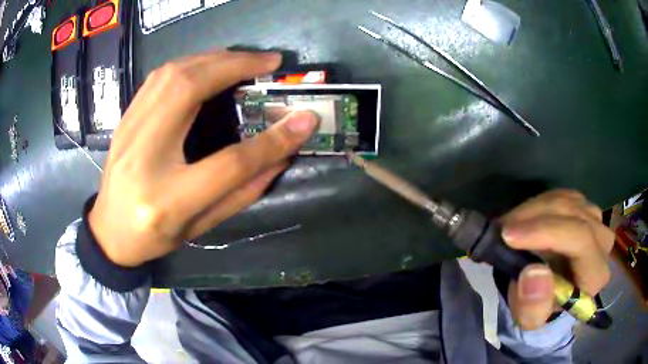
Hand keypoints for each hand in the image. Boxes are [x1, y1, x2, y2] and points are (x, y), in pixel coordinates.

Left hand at [88, 51, 319, 266]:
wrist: (108, 233)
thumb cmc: (155, 238)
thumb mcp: (201, 227)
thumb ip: (242, 193)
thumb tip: (282, 157)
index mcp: (168, 201)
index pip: (229, 164)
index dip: (271, 141)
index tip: (304, 120)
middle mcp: (143, 157)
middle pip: (188, 91)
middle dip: (234, 66)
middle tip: (268, 62)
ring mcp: (128, 132)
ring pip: (171, 74)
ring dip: (213, 58)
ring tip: (243, 59)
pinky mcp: (124, 119)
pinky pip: (157, 77)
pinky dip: (189, 62)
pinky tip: (208, 64)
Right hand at [501, 189, 613, 329]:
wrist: (548, 291)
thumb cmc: (540, 306)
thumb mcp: (530, 319)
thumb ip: (533, 307)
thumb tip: (534, 273)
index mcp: (595, 275)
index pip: (581, 240)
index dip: (547, 232)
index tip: (509, 235)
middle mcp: (603, 242)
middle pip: (574, 215)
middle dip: (535, 217)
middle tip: (502, 229)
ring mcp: (596, 219)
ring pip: (567, 201)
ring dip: (534, 210)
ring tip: (509, 225)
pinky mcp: (585, 207)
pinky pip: (563, 195)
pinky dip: (540, 204)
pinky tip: (526, 218)